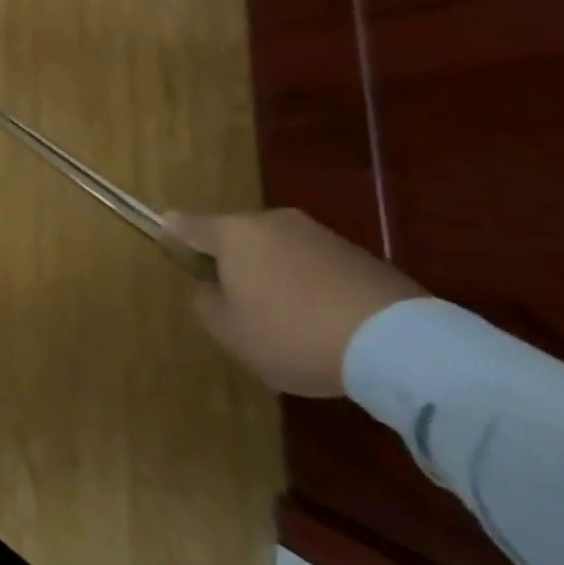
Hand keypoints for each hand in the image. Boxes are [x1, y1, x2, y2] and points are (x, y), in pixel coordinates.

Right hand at [166, 208, 423, 396]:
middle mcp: (271, 221)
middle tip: (236, 298)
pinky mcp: (358, 255)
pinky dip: (310, 285)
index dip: (173, 233)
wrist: (398, 343)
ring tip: (286, 317)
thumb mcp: (231, 332)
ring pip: (278, 250)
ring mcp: (318, 234)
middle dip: (232, 261)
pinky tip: (323, 321)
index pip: (188, 224)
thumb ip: (205, 303)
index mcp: (232, 233)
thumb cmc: (294, 332)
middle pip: (237, 237)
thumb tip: (208, 287)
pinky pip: (315, 266)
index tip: (166, 241)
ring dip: (274, 273)